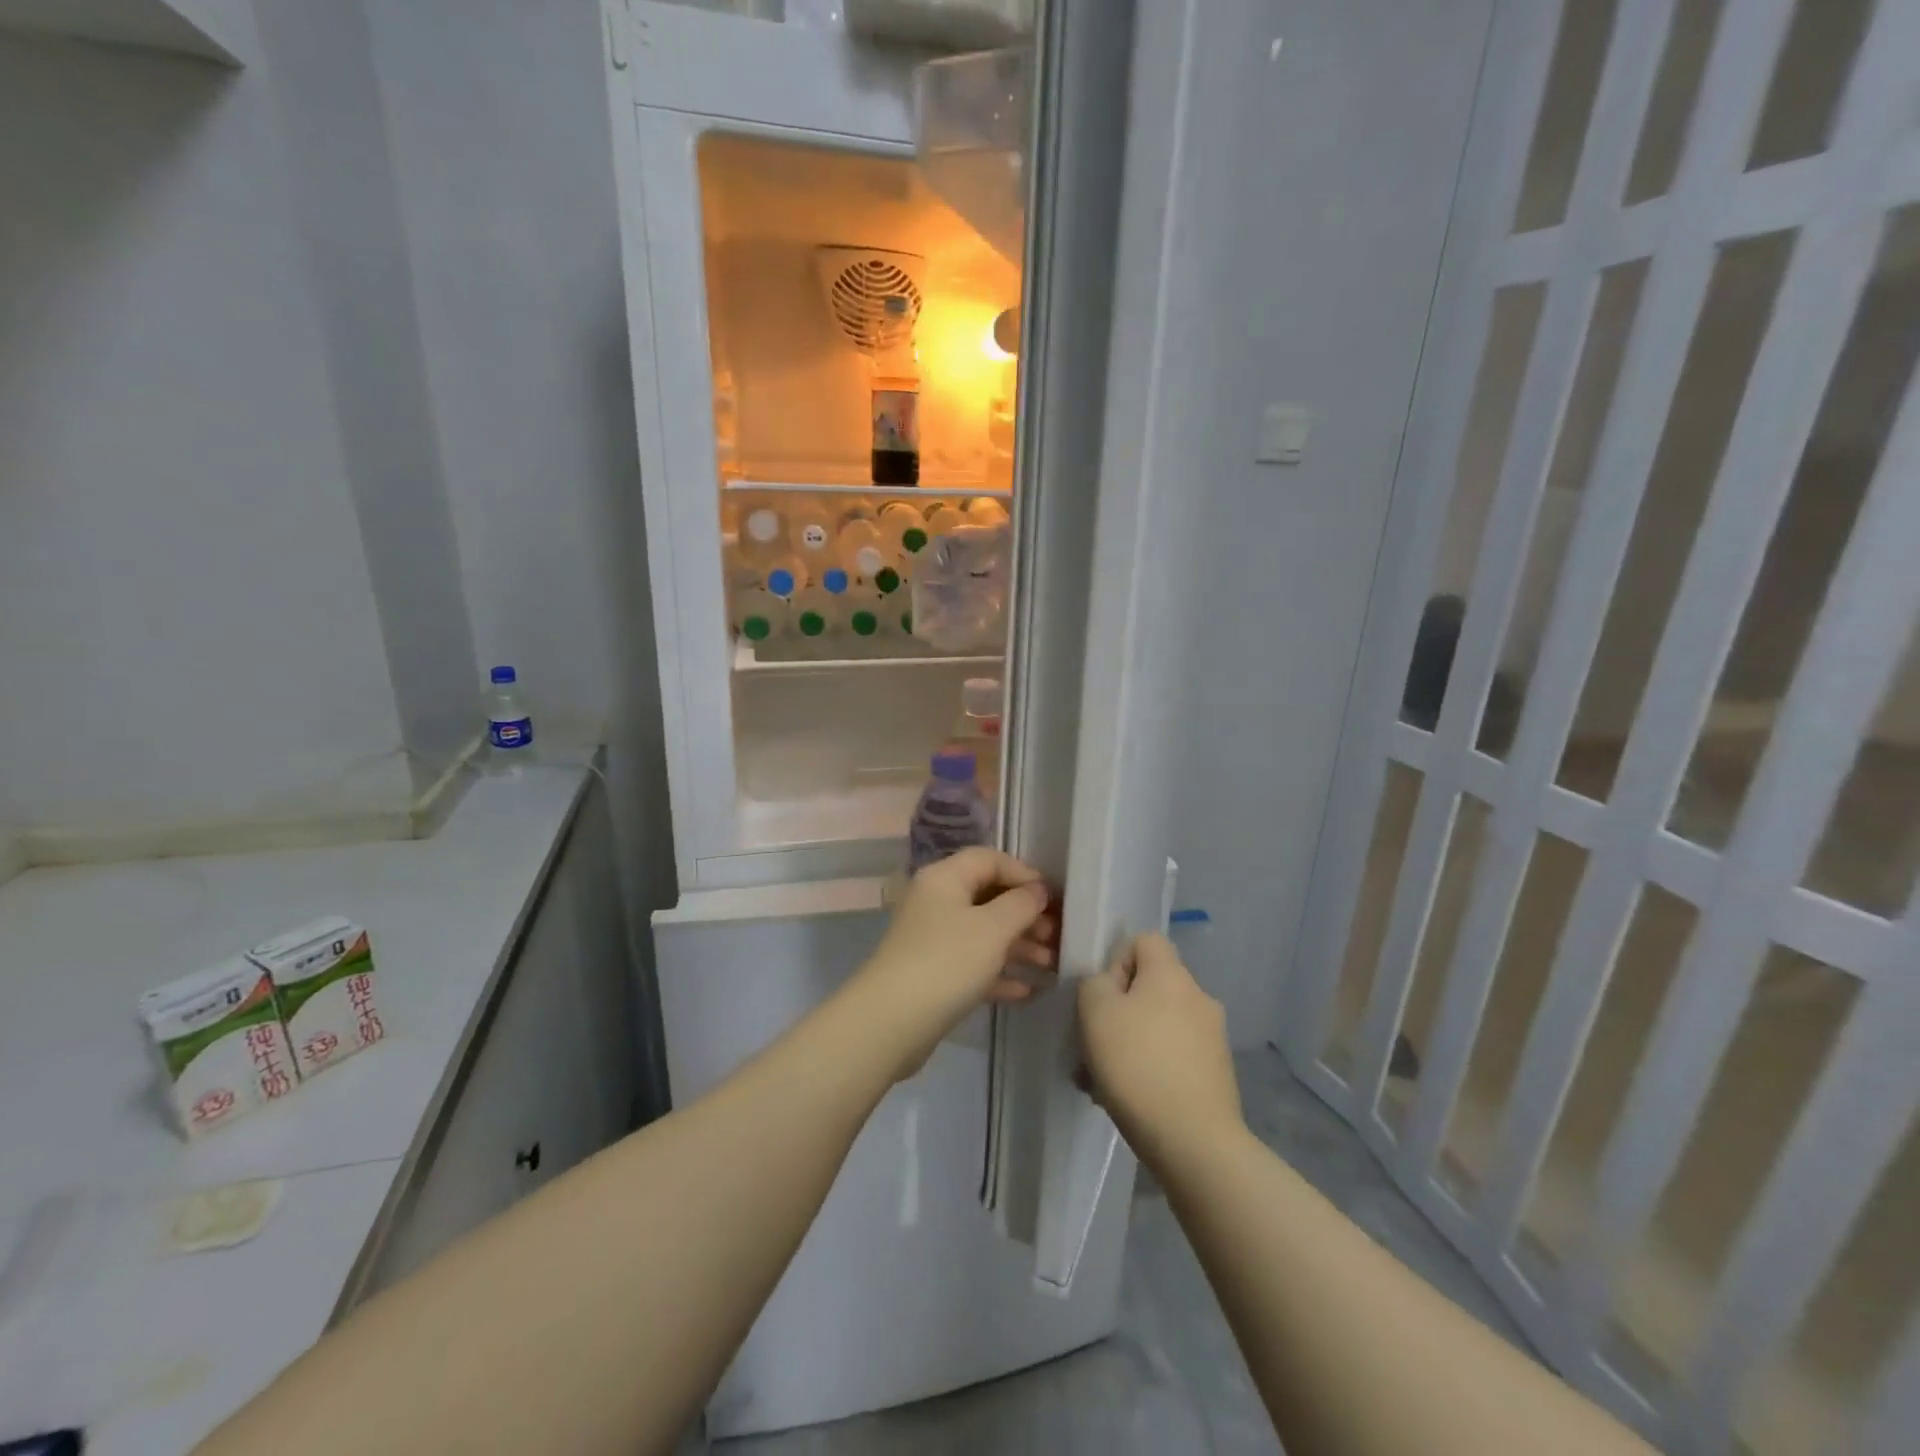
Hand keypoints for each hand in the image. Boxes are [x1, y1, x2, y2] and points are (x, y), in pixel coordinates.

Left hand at [850, 848, 1056, 1080]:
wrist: (891, 1022)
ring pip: (983, 932)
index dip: (1023, 873)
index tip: (1053, 898)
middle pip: (988, 896)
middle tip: (1057, 936)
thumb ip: (1021, 904)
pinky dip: (999, 972)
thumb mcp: (993, 929)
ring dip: (1018, 945)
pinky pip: (973, 963)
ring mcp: (932, 938)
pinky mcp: (933, 973)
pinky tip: (1027, 990)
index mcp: (944, 878)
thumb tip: (1037, 890)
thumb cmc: (947, 962)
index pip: (989, 859)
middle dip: (1025, 914)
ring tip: (1051, 965)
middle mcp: (936, 901)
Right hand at [1078, 933, 1241, 1170]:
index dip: (1117, 960)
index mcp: (1171, 974)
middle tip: (1094, 1045)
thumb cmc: (1136, 1063)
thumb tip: (1112, 985)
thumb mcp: (1094, 1010)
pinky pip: (1173, 1057)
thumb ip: (1095, 982)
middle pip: (1151, 987)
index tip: (1101, 996)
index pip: (1144, 940)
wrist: (1193, 1140)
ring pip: (1159, 1026)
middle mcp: (1198, 996)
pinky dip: (1151, 1069)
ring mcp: (1213, 1037)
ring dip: (1131, 1044)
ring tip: (1103, 1081)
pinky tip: (1128, 1099)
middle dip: (1119, 1011)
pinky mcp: (1217, 1074)